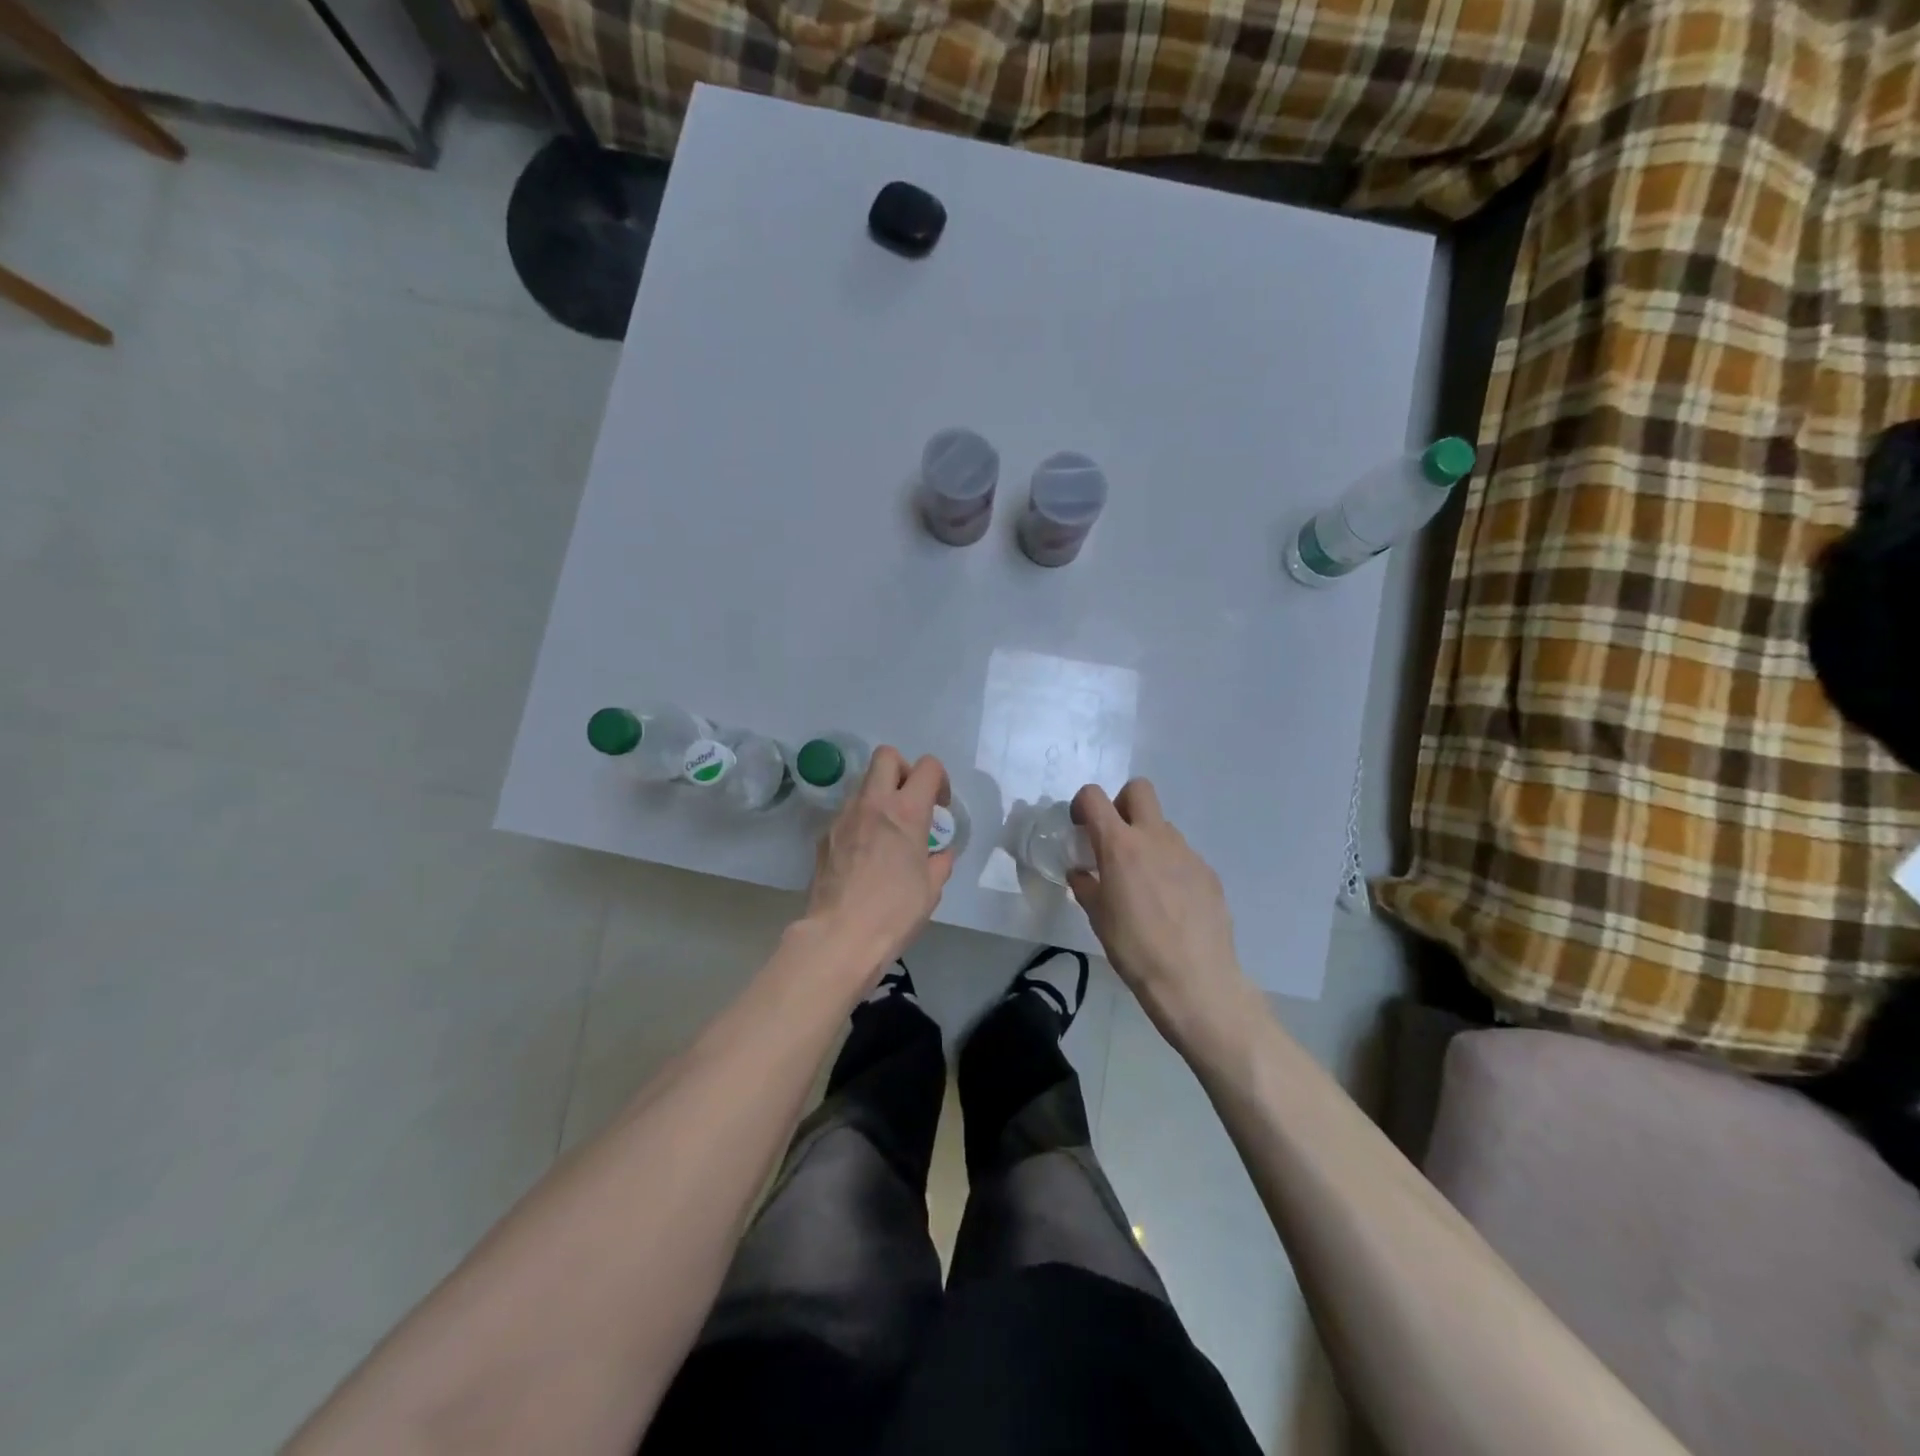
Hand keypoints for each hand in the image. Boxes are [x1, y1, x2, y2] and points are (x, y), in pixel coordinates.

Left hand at [805, 747, 953, 981]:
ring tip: (886, 832)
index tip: (940, 806)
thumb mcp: (931, 889)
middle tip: (910, 801)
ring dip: (878, 796)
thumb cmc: (895, 912)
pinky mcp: (824, 835)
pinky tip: (863, 854)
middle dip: (903, 770)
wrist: (839, 936)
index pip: (927, 766)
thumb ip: (939, 862)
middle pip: (887, 756)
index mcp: (907, 811)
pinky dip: (859, 822)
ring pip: (863, 784)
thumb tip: (939, 854)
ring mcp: (843, 816)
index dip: (939, 779)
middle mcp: (873, 803)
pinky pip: (846, 814)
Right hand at [1069, 779, 1253, 1039]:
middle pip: (1139, 790)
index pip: (1094, 797)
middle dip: (1122, 804)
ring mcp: (1187, 853)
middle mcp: (1155, 838)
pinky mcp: (1208, 873)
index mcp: (1120, 845)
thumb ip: (1086, 886)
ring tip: (1143, 883)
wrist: (1195, 980)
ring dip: (1147, 841)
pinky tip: (1170, 904)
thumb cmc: (1134, 949)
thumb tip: (1081, 873)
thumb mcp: (1097, 918)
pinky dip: (1170, 867)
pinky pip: (1182, 856)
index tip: (1081, 827)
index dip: (1082, 804)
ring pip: (1163, 826)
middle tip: (1114, 840)